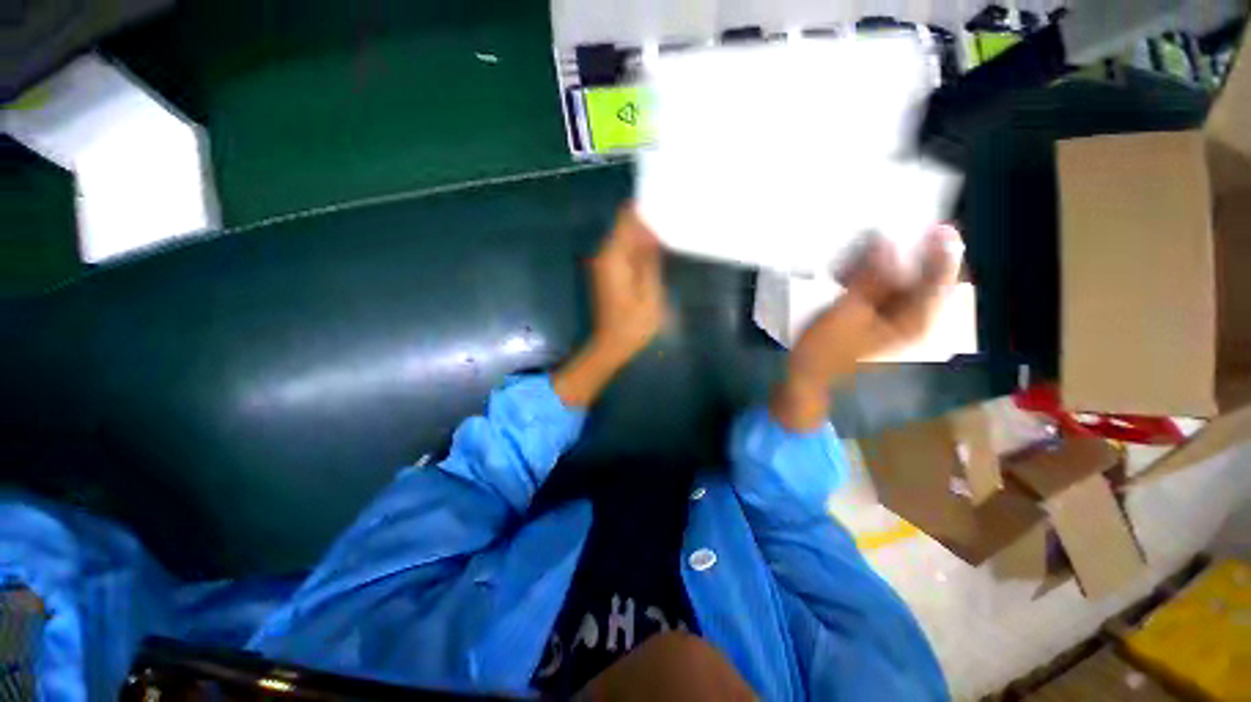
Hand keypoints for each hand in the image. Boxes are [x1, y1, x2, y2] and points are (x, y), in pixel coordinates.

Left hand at [587, 206, 666, 363]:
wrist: (612, 345)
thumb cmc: (633, 324)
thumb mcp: (649, 293)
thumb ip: (650, 260)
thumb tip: (652, 231)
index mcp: (613, 257)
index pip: (625, 219)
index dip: (644, 209)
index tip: (666, 202)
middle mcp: (604, 256)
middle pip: (625, 226)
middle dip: (647, 221)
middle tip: (674, 217)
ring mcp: (604, 264)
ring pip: (625, 239)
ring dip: (644, 235)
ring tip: (669, 232)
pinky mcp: (609, 273)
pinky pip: (624, 252)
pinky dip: (639, 249)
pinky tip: (657, 252)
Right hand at [772, 225, 962, 429]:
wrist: (808, 375)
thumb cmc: (826, 349)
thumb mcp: (848, 312)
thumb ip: (872, 279)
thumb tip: (889, 244)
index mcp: (915, 323)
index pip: (940, 283)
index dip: (943, 254)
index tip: (939, 226)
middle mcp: (912, 321)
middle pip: (924, 281)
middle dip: (914, 256)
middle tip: (899, 232)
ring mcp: (894, 321)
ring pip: (904, 284)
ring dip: (891, 265)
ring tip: (875, 246)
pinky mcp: (878, 320)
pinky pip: (885, 292)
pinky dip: (876, 277)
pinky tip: (859, 267)